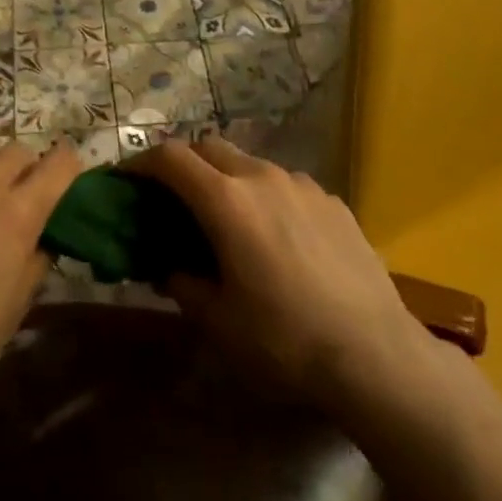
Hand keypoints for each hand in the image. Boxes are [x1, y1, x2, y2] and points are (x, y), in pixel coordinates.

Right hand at [130, 137, 438, 410]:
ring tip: (228, 219)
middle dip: (183, 164)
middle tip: (172, 197)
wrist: (375, 353)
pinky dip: (266, 196)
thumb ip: (184, 285)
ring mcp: (302, 184)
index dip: (141, 163)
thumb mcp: (219, 323)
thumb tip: (169, 268)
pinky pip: (286, 184)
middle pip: (209, 147)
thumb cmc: (285, 339)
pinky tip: (278, 237)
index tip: (126, 179)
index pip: (170, 158)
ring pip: (250, 163)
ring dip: (227, 178)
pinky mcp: (332, 200)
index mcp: (226, 201)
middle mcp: (262, 177)